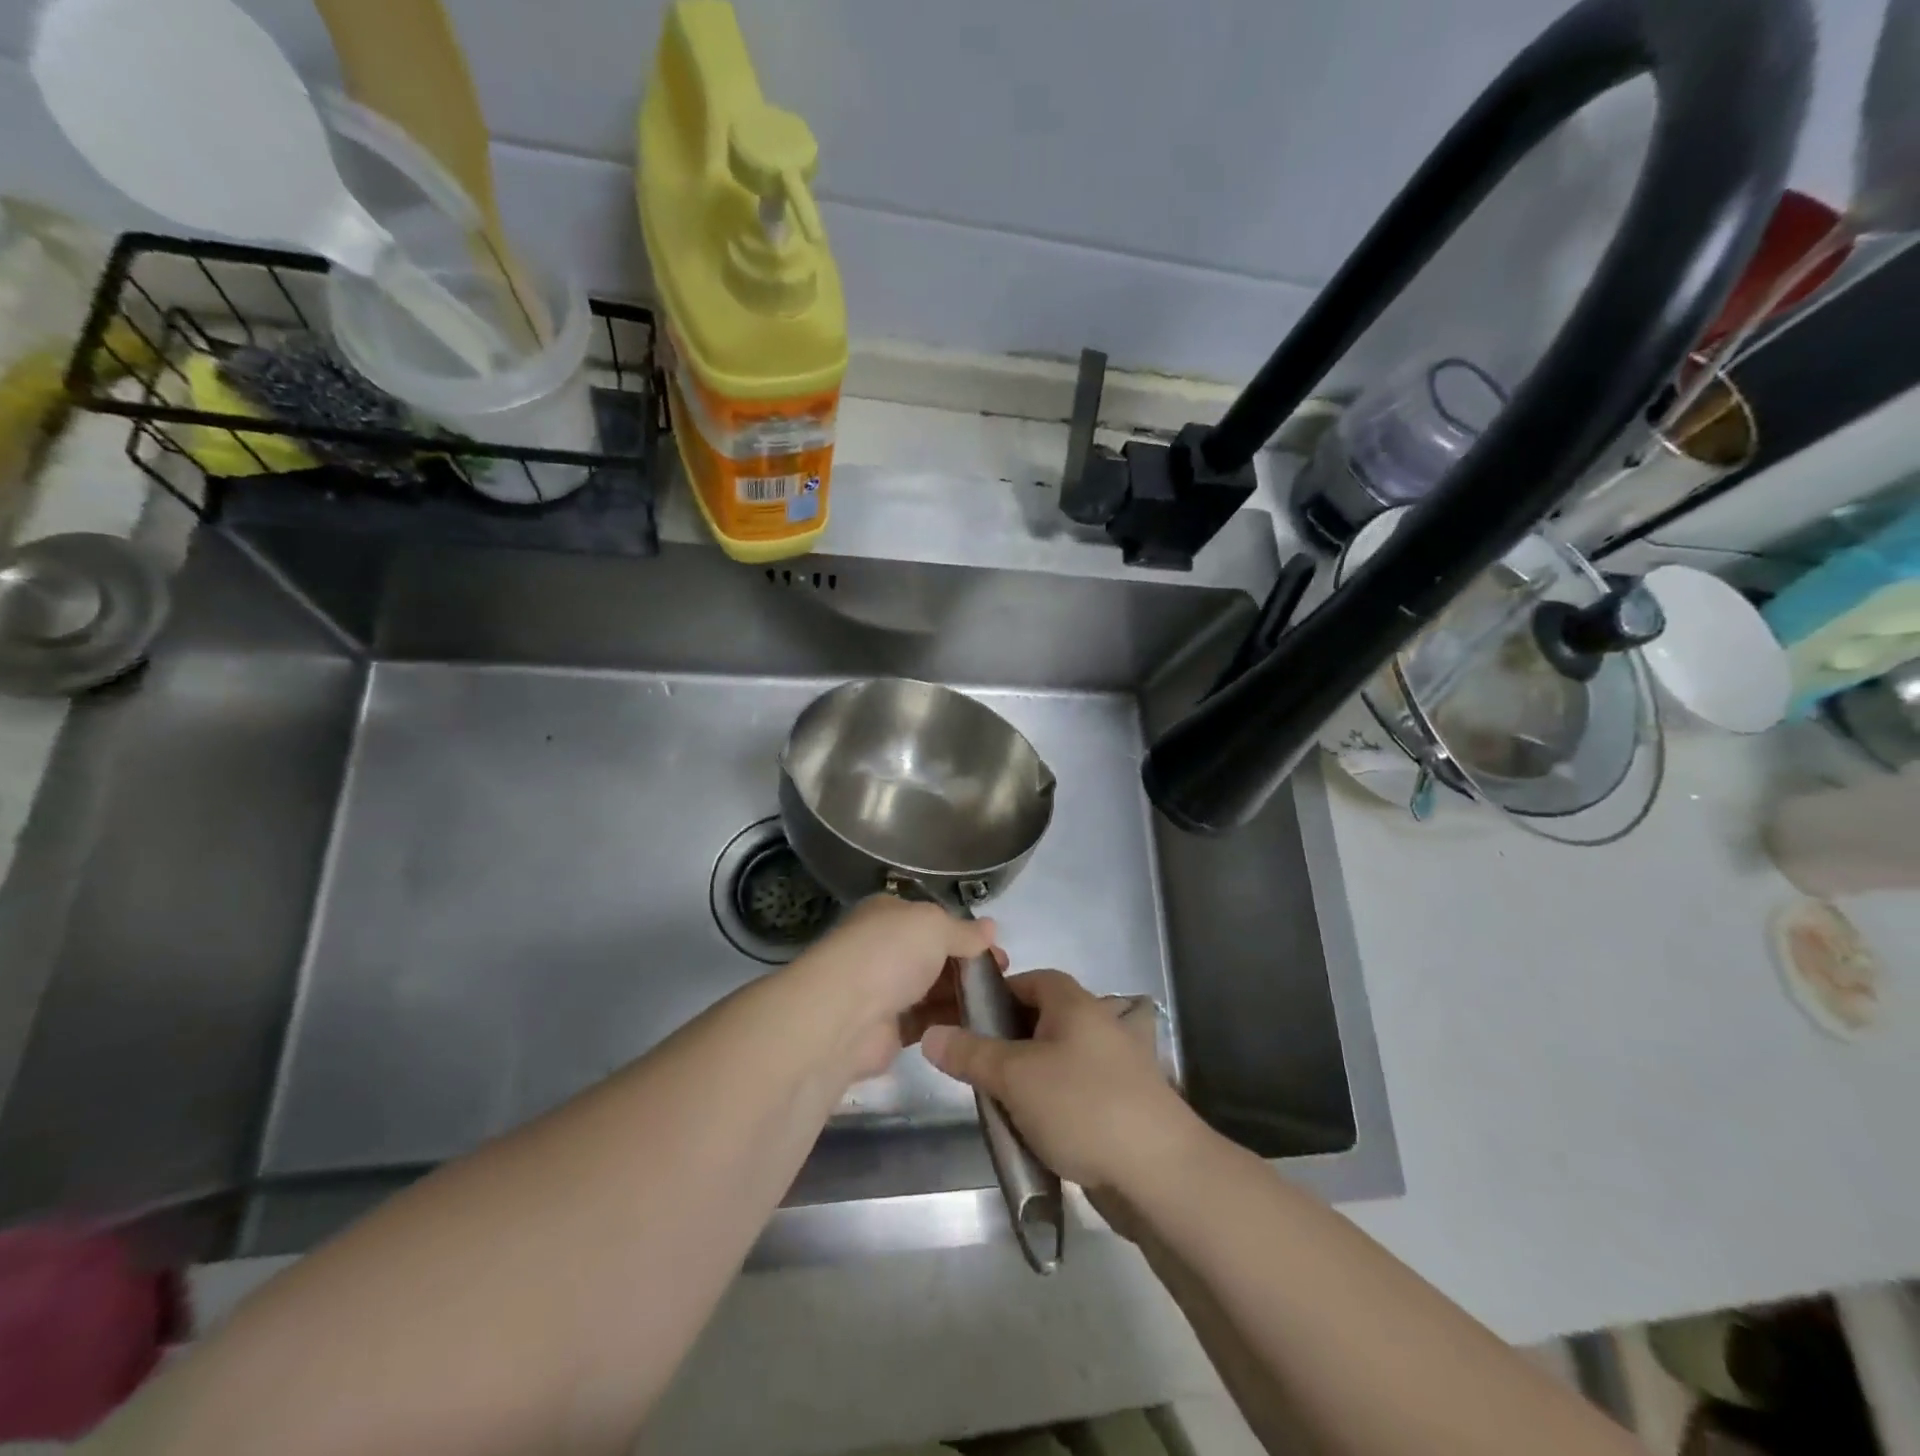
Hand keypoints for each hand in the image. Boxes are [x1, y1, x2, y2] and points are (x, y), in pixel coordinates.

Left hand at [787, 896, 998, 1083]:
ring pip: (932, 989)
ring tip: (998, 1003)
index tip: (997, 950)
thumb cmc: (889, 954)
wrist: (843, 1016)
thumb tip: (991, 927)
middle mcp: (884, 948)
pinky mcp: (888, 1030)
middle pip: (934, 955)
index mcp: (889, 914)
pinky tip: (979, 1026)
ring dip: (962, 994)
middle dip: (968, 965)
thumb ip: (964, 930)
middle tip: (1003, 978)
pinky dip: (950, 1022)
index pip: (933, 920)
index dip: (965, 933)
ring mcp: (884, 989)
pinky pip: (927, 1021)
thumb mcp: (935, 926)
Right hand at [920, 969, 1200, 1194]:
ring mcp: (1114, 1066)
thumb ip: (971, 1054)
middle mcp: (1098, 1025)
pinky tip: (1033, 1131)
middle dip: (1007, 1040)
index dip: (998, 993)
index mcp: (1075, 1004)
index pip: (1031, 979)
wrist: (1160, 1173)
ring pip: (1057, 1060)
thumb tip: (932, 1035)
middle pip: (1042, 1019)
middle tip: (976, 1066)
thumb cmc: (1082, 1106)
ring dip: (1028, 1077)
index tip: (968, 1019)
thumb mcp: (1015, 1077)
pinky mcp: (1122, 1105)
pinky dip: (1052, 1104)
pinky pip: (1075, 1092)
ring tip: (998, 1102)